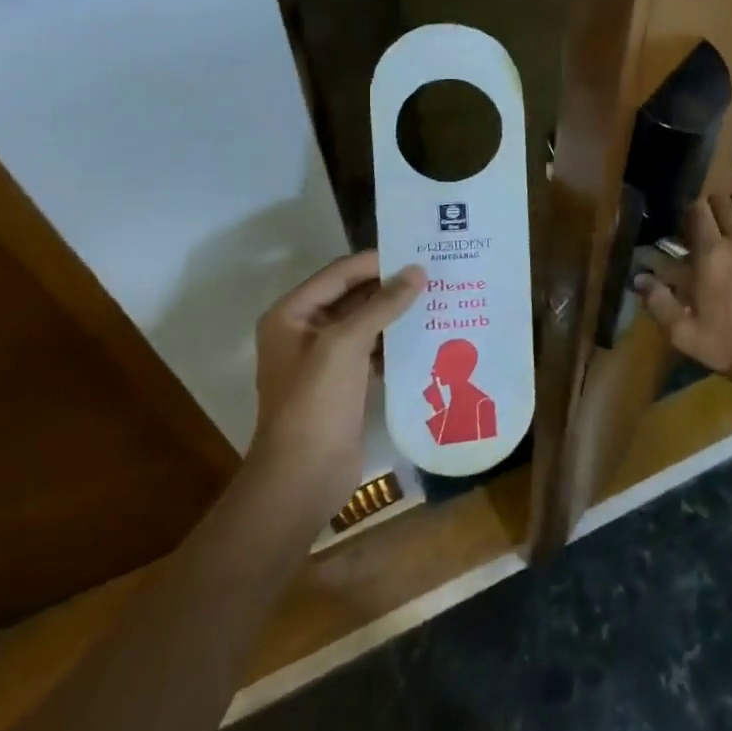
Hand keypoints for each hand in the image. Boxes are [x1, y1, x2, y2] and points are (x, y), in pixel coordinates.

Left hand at [252, 252, 423, 465]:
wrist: (303, 476)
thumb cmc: (316, 401)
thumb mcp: (346, 344)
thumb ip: (383, 304)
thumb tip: (418, 271)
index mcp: (291, 314)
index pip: (341, 273)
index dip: (378, 262)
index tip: (421, 255)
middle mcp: (304, 331)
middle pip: (354, 295)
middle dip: (392, 286)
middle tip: (437, 276)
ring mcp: (325, 359)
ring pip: (367, 323)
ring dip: (398, 314)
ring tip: (440, 301)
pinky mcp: (344, 382)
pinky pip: (373, 349)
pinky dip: (396, 342)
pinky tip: (428, 337)